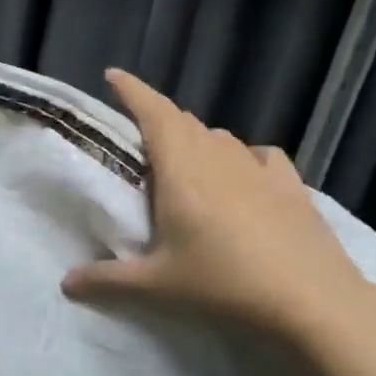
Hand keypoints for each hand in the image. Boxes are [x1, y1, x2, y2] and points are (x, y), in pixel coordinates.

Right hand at [62, 69, 369, 342]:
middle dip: (158, 117)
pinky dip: (240, 156)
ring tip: (184, 160)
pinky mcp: (290, 184)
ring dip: (196, 138)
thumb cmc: (223, 284)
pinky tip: (242, 174)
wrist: (310, 299)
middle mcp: (219, 158)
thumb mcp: (157, 286)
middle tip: (138, 134)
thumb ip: (106, 280)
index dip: (132, 90)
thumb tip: (65, 283)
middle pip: (184, 121)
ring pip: (219, 137)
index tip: (113, 75)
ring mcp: (258, 168)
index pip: (154, 114)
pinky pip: (257, 155)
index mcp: (182, 171)